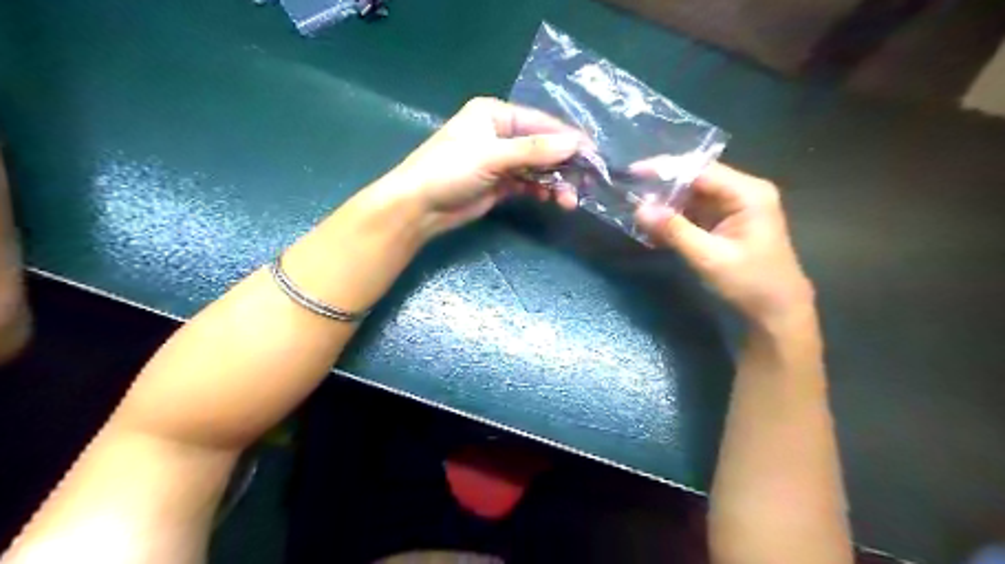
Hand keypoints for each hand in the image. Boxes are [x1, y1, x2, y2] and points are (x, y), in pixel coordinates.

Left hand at [374, 97, 580, 237]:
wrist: (419, 207)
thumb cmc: (450, 171)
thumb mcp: (492, 156)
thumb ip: (534, 150)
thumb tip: (575, 145)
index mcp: (495, 114)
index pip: (540, 123)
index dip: (567, 138)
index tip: (593, 155)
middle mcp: (500, 133)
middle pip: (542, 145)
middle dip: (563, 164)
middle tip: (586, 183)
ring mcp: (500, 160)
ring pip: (538, 167)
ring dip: (555, 181)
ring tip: (569, 200)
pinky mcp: (500, 183)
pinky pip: (528, 183)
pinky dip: (541, 190)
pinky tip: (552, 200)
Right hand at [634, 161, 813, 324]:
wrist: (778, 311)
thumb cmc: (750, 283)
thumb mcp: (708, 257)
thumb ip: (674, 230)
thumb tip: (639, 209)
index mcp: (747, 193)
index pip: (700, 170)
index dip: (665, 169)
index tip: (633, 172)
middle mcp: (743, 192)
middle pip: (696, 179)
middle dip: (663, 187)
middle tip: (631, 195)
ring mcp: (736, 207)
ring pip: (694, 196)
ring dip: (667, 205)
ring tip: (637, 213)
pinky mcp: (728, 222)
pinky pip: (697, 212)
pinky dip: (676, 219)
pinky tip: (654, 228)